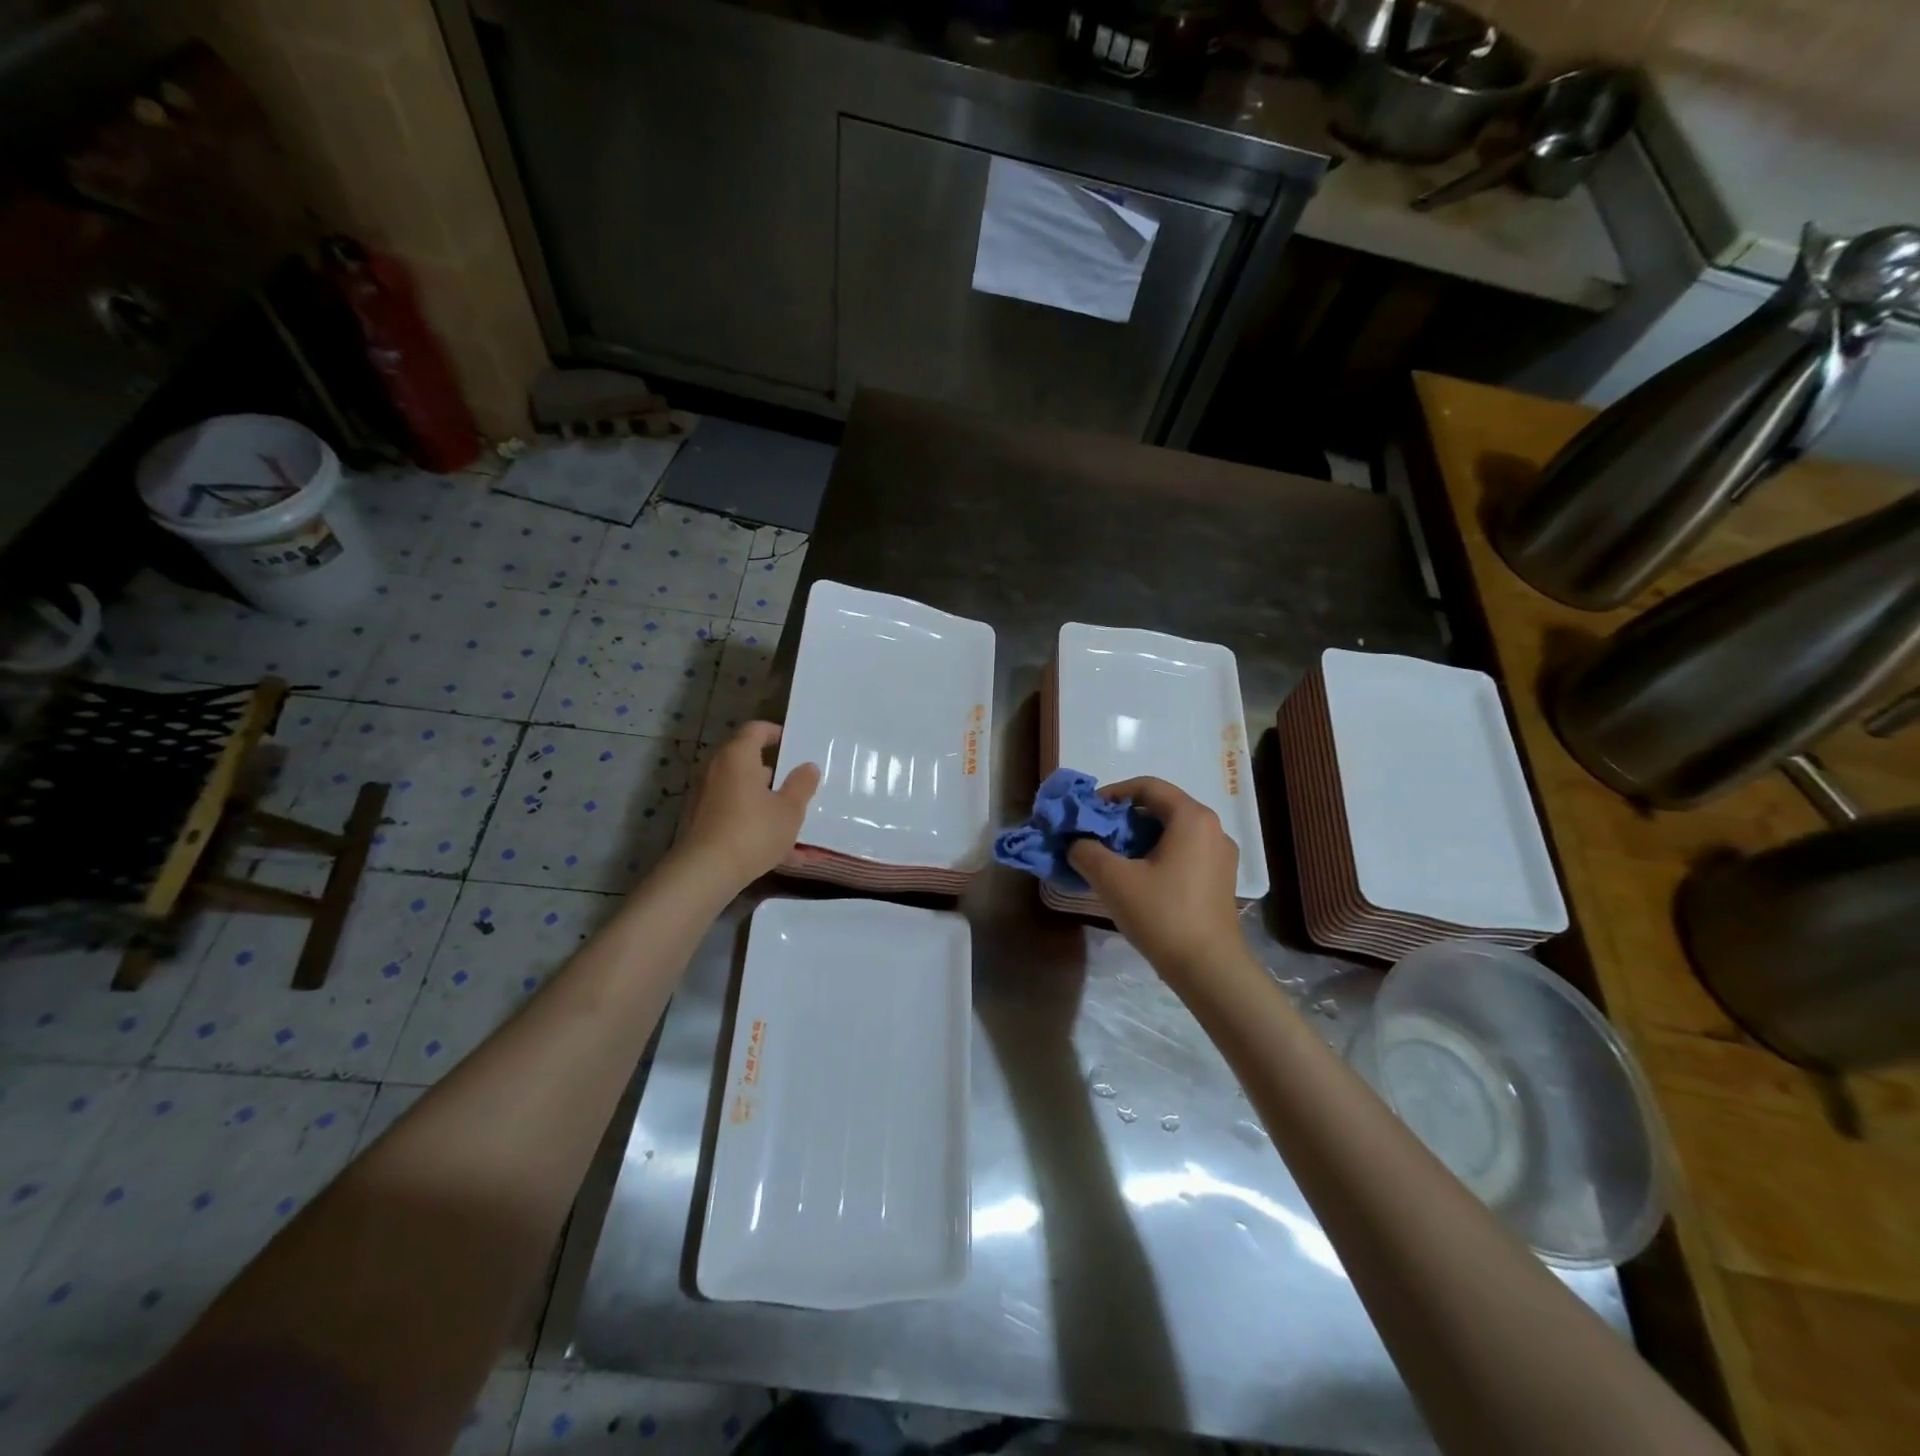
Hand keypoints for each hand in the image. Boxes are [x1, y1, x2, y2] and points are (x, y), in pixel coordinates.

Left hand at [674, 722, 819, 888]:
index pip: (755, 729)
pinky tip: (778, 852)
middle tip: (794, 781)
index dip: (774, 732)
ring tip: (789, 819)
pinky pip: (733, 814)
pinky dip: (753, 823)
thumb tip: (808, 767)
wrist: (705, 872)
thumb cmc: (753, 831)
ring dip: (763, 800)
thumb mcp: (789, 810)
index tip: (792, 743)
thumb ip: (802, 786)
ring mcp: (705, 796)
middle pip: (745, 760)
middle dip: (771, 771)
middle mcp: (716, 769)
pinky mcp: (700, 821)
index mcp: (738, 756)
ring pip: (740, 790)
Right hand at [1067, 777, 1251, 986]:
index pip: (1147, 786)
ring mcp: (1220, 855)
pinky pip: (1184, 852)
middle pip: (1161, 807)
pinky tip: (1138, 878)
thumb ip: (1086, 850)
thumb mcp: (1113, 879)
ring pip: (1172, 831)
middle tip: (1095, 835)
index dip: (1112, 793)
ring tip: (1112, 857)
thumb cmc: (1162, 914)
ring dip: (1139, 837)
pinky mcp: (1220, 879)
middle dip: (1123, 817)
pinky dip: (1157, 854)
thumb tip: (1076, 842)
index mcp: (1192, 818)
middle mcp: (1212, 828)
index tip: (1087, 812)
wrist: (1209, 969)